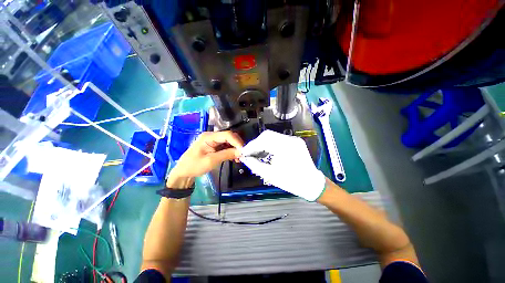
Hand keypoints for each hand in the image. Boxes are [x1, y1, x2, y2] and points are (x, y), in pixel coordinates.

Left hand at [170, 131, 243, 178]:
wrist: (183, 172)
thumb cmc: (194, 166)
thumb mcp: (211, 161)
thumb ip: (226, 155)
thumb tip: (241, 152)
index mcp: (209, 137)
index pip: (227, 135)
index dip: (237, 141)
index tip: (243, 151)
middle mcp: (212, 136)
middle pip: (229, 137)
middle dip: (237, 145)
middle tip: (243, 155)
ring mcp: (214, 141)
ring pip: (229, 142)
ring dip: (236, 149)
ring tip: (239, 158)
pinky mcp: (215, 146)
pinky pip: (226, 146)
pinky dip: (232, 151)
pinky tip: (235, 158)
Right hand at [240, 130, 325, 200]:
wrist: (312, 184)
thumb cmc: (292, 182)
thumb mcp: (270, 175)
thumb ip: (255, 165)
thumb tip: (245, 158)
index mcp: (285, 147)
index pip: (264, 140)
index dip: (252, 145)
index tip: (244, 152)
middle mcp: (290, 139)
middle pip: (267, 135)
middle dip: (256, 143)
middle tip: (250, 153)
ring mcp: (294, 139)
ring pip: (272, 136)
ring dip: (263, 143)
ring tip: (257, 153)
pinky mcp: (295, 142)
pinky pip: (279, 139)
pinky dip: (270, 144)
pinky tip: (267, 152)